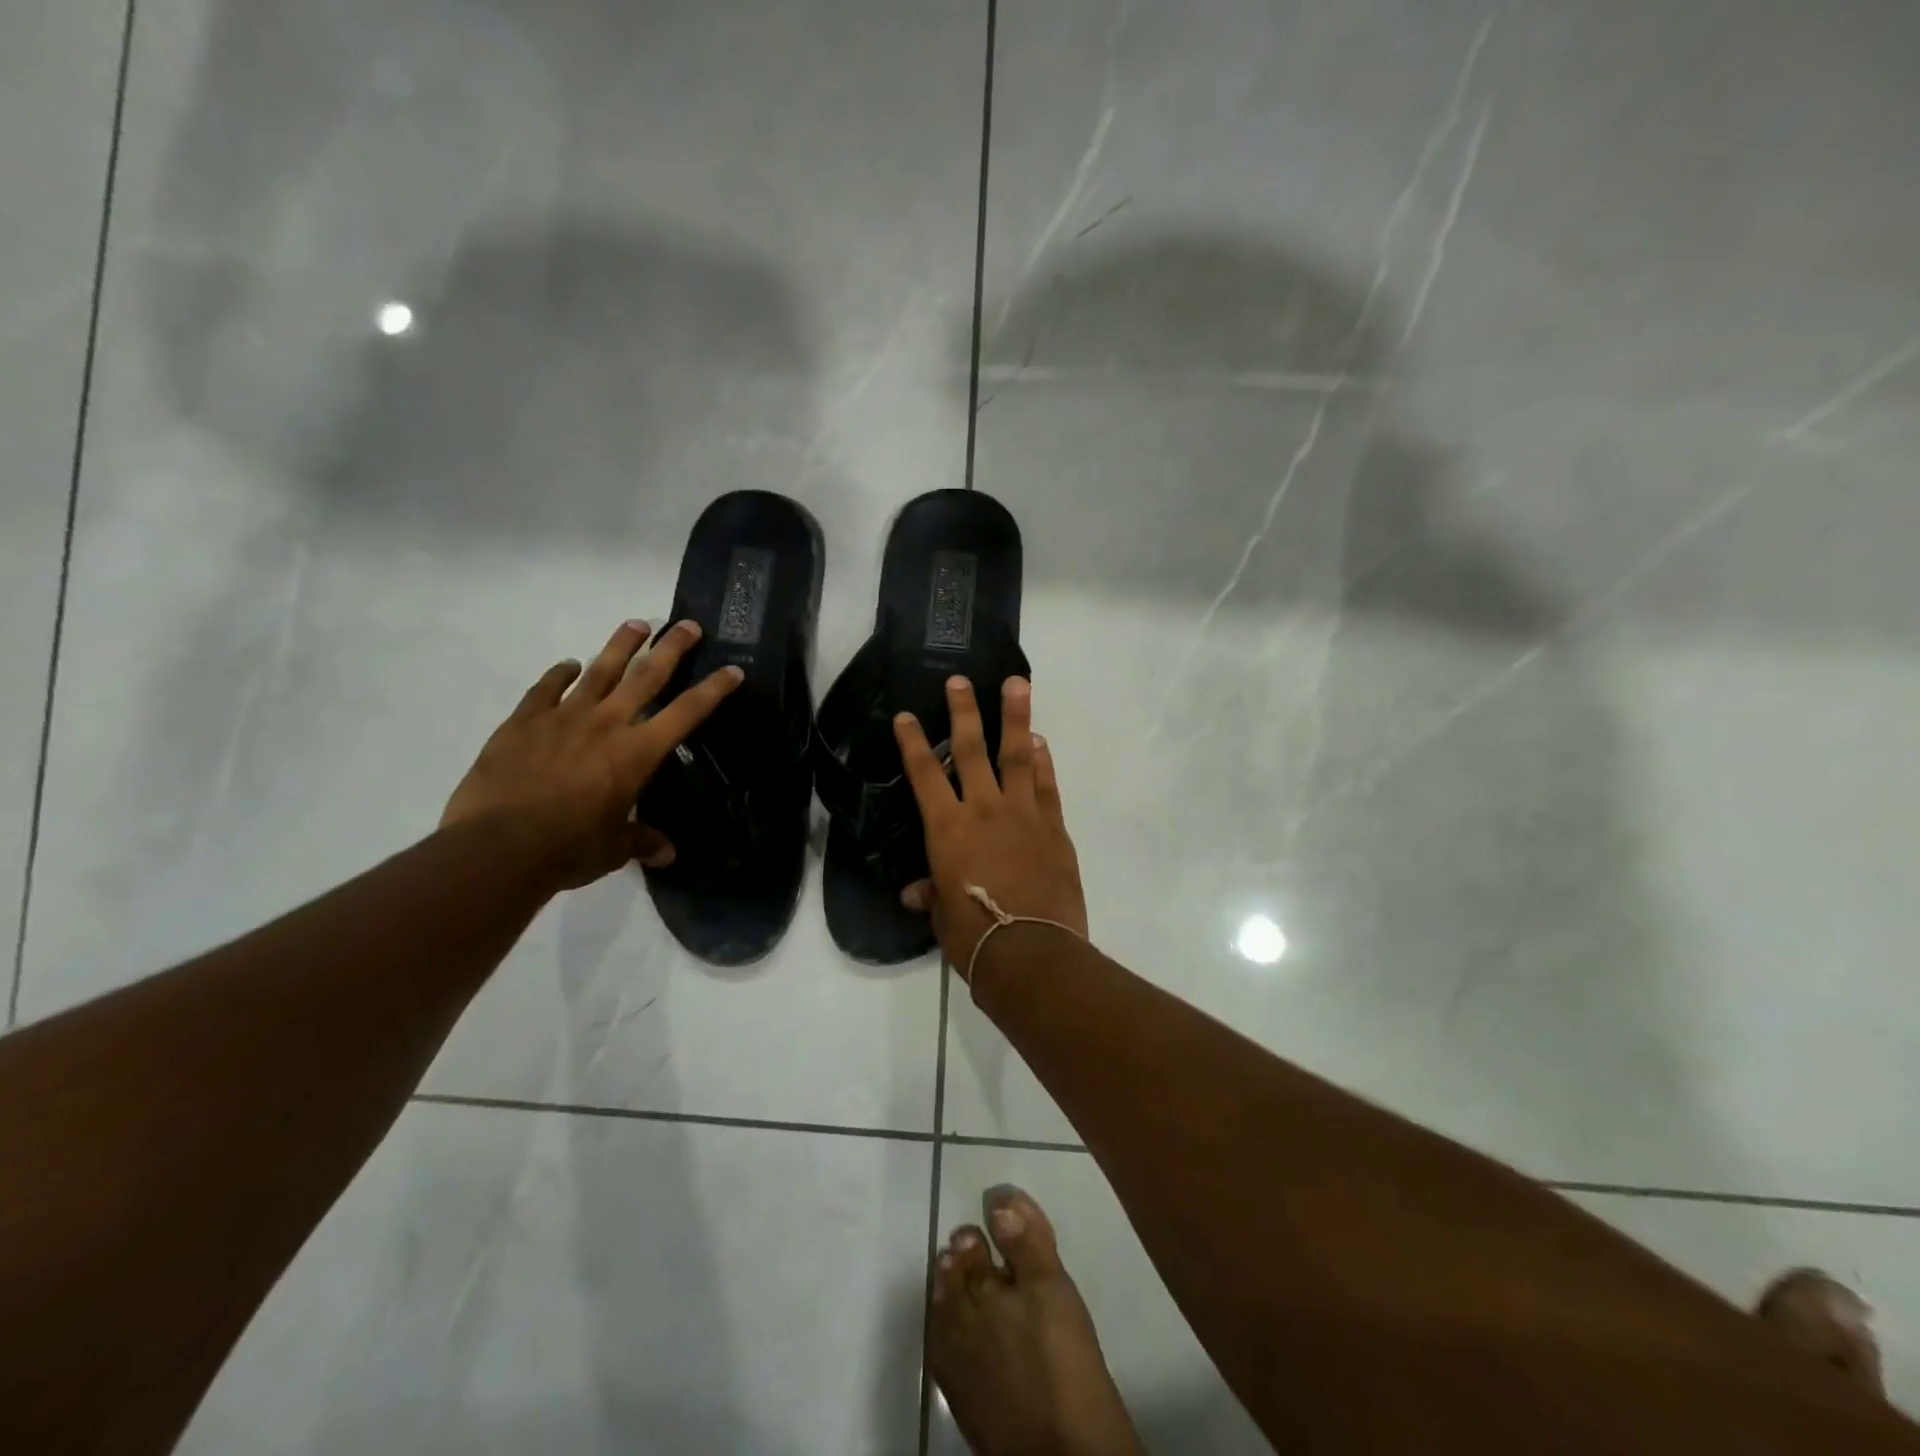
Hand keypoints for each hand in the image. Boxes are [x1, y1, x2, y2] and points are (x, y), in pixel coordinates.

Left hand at [443, 619, 741, 889]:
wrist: (498, 846)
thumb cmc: (569, 848)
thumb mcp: (613, 848)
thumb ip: (641, 841)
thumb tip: (667, 854)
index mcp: (638, 752)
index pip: (687, 712)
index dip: (714, 689)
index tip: (732, 670)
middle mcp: (607, 723)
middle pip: (647, 675)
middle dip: (672, 647)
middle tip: (688, 625)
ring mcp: (563, 717)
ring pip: (600, 669)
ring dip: (621, 645)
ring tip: (636, 624)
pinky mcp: (524, 721)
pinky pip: (546, 688)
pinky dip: (560, 673)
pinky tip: (568, 665)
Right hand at [894, 676, 1086, 976]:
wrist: (1032, 952)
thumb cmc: (975, 936)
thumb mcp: (943, 916)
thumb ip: (932, 894)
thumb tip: (915, 892)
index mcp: (948, 829)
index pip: (924, 775)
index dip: (913, 743)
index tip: (907, 715)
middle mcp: (984, 810)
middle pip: (971, 750)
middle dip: (964, 712)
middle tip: (961, 680)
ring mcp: (1023, 814)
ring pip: (1017, 755)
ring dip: (1015, 717)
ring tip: (1018, 683)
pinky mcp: (1054, 827)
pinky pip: (1046, 785)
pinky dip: (1043, 762)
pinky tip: (1040, 742)